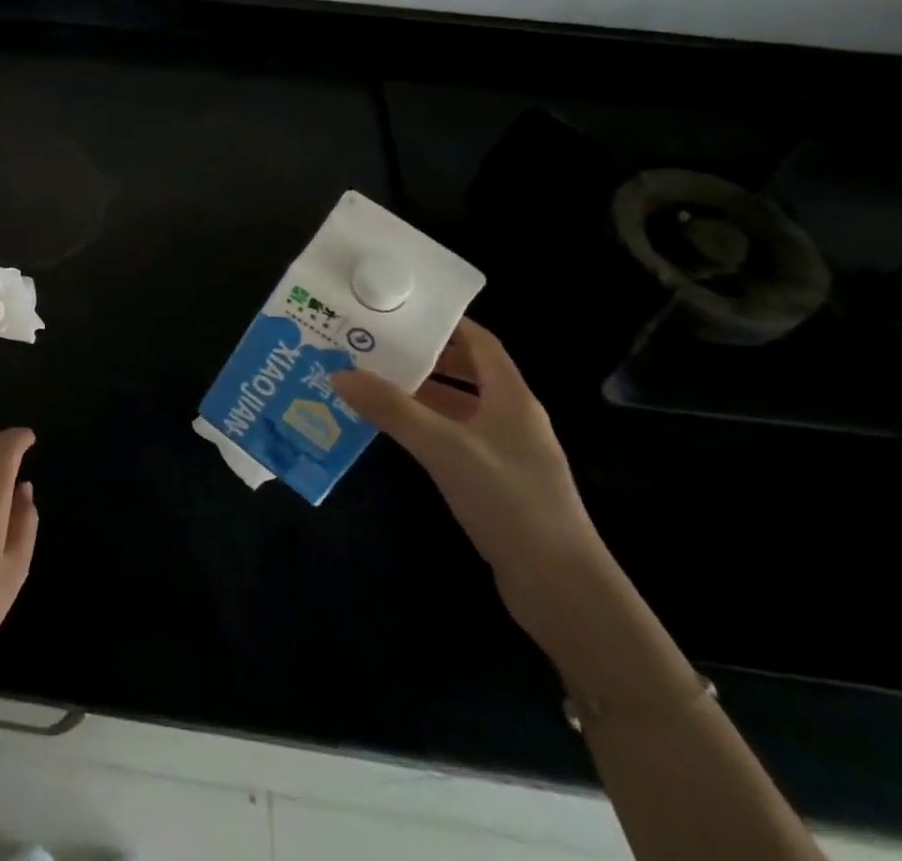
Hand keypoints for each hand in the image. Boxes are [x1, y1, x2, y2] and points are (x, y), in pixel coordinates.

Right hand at [332, 320, 608, 652]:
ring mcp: (506, 453)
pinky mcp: (497, 483)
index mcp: (512, 398)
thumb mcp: (444, 448)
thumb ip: (392, 410)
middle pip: (467, 372)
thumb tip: (339, 374)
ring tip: (372, 382)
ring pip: (458, 407)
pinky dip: (426, 427)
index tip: (400, 313)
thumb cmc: (509, 501)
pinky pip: (456, 438)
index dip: (445, 323)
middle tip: (376, 346)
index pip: (480, 342)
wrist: (561, 588)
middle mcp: (512, 418)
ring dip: (421, 394)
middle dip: (424, 357)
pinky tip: (394, 432)